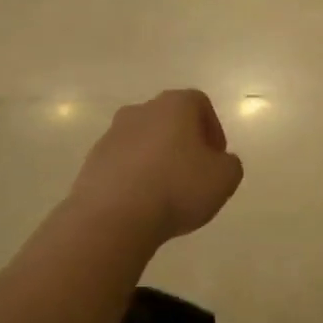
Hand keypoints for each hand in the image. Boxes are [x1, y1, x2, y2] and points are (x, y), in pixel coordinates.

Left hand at [71, 90, 243, 244]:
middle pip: (169, 120)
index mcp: (175, 105)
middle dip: (183, 143)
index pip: (200, 104)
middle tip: (193, 174)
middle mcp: (142, 110)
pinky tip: (140, 204)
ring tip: (165, 194)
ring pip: (143, 141)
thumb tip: (219, 163)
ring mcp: (112, 134)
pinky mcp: (92, 161)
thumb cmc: (177, 188)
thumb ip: (229, 164)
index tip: (216, 158)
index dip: (213, 130)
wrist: (112, 218)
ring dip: (156, 160)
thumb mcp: (225, 179)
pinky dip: (133, 177)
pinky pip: (122, 164)